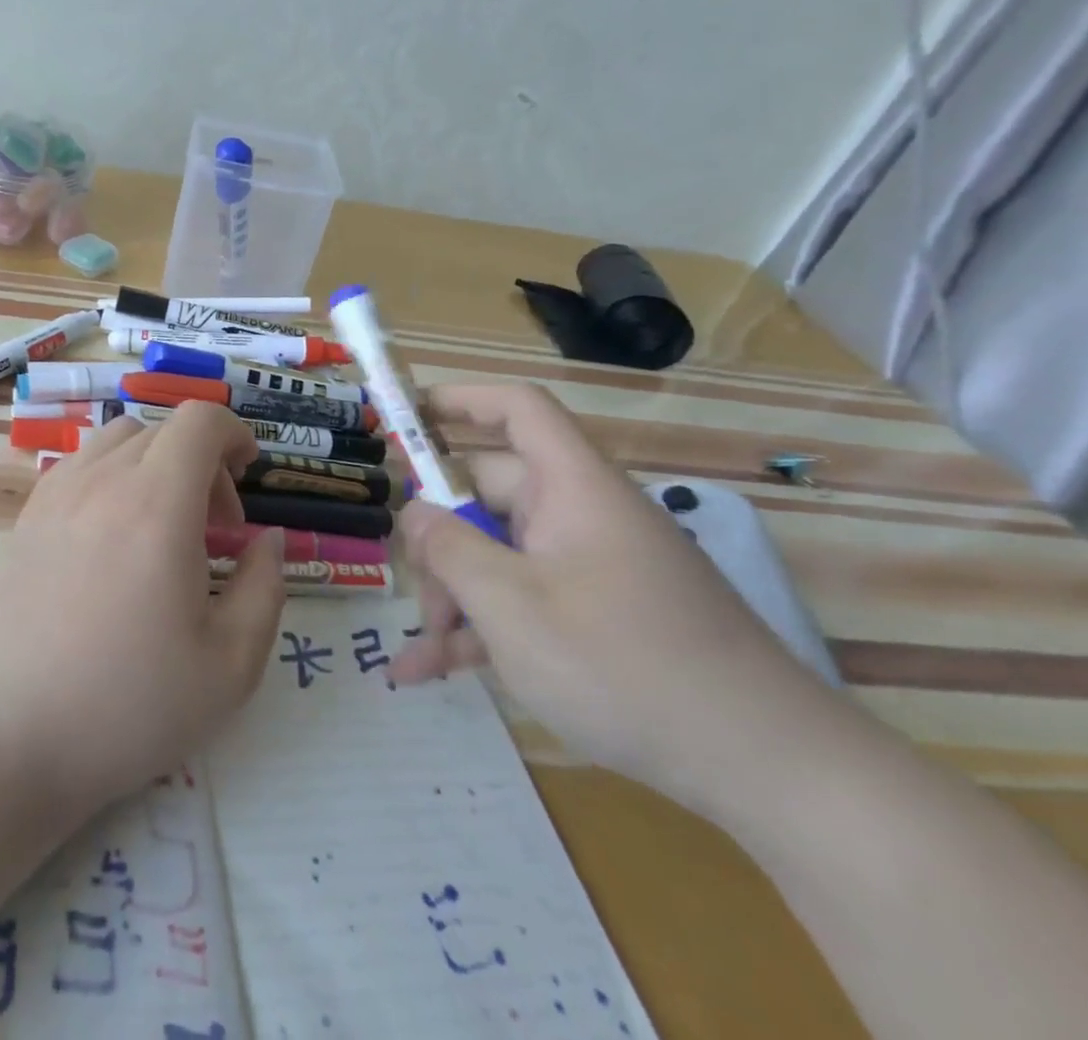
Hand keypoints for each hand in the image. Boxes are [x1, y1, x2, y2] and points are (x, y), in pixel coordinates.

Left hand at [0, 401, 286, 813]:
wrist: (14, 734)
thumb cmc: (131, 705)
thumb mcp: (230, 664)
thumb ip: (264, 586)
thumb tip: (267, 538)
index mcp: (158, 505)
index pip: (199, 421)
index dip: (234, 435)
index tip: (247, 476)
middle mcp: (104, 481)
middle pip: (163, 431)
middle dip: (202, 462)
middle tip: (213, 529)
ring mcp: (57, 494)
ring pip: (118, 440)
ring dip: (154, 463)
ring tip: (160, 525)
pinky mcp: (28, 515)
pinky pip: (80, 464)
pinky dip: (111, 476)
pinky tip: (111, 535)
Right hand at [391, 383, 829, 813]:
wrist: (769, 771)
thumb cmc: (624, 665)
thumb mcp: (512, 606)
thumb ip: (450, 550)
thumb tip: (416, 514)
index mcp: (571, 488)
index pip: (517, 410)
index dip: (460, 399)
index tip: (403, 416)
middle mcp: (580, 516)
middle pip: (489, 493)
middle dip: (439, 537)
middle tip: (410, 586)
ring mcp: (588, 569)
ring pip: (498, 556)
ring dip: (453, 596)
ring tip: (421, 654)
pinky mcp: (597, 617)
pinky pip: (524, 602)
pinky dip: (481, 628)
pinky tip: (433, 670)